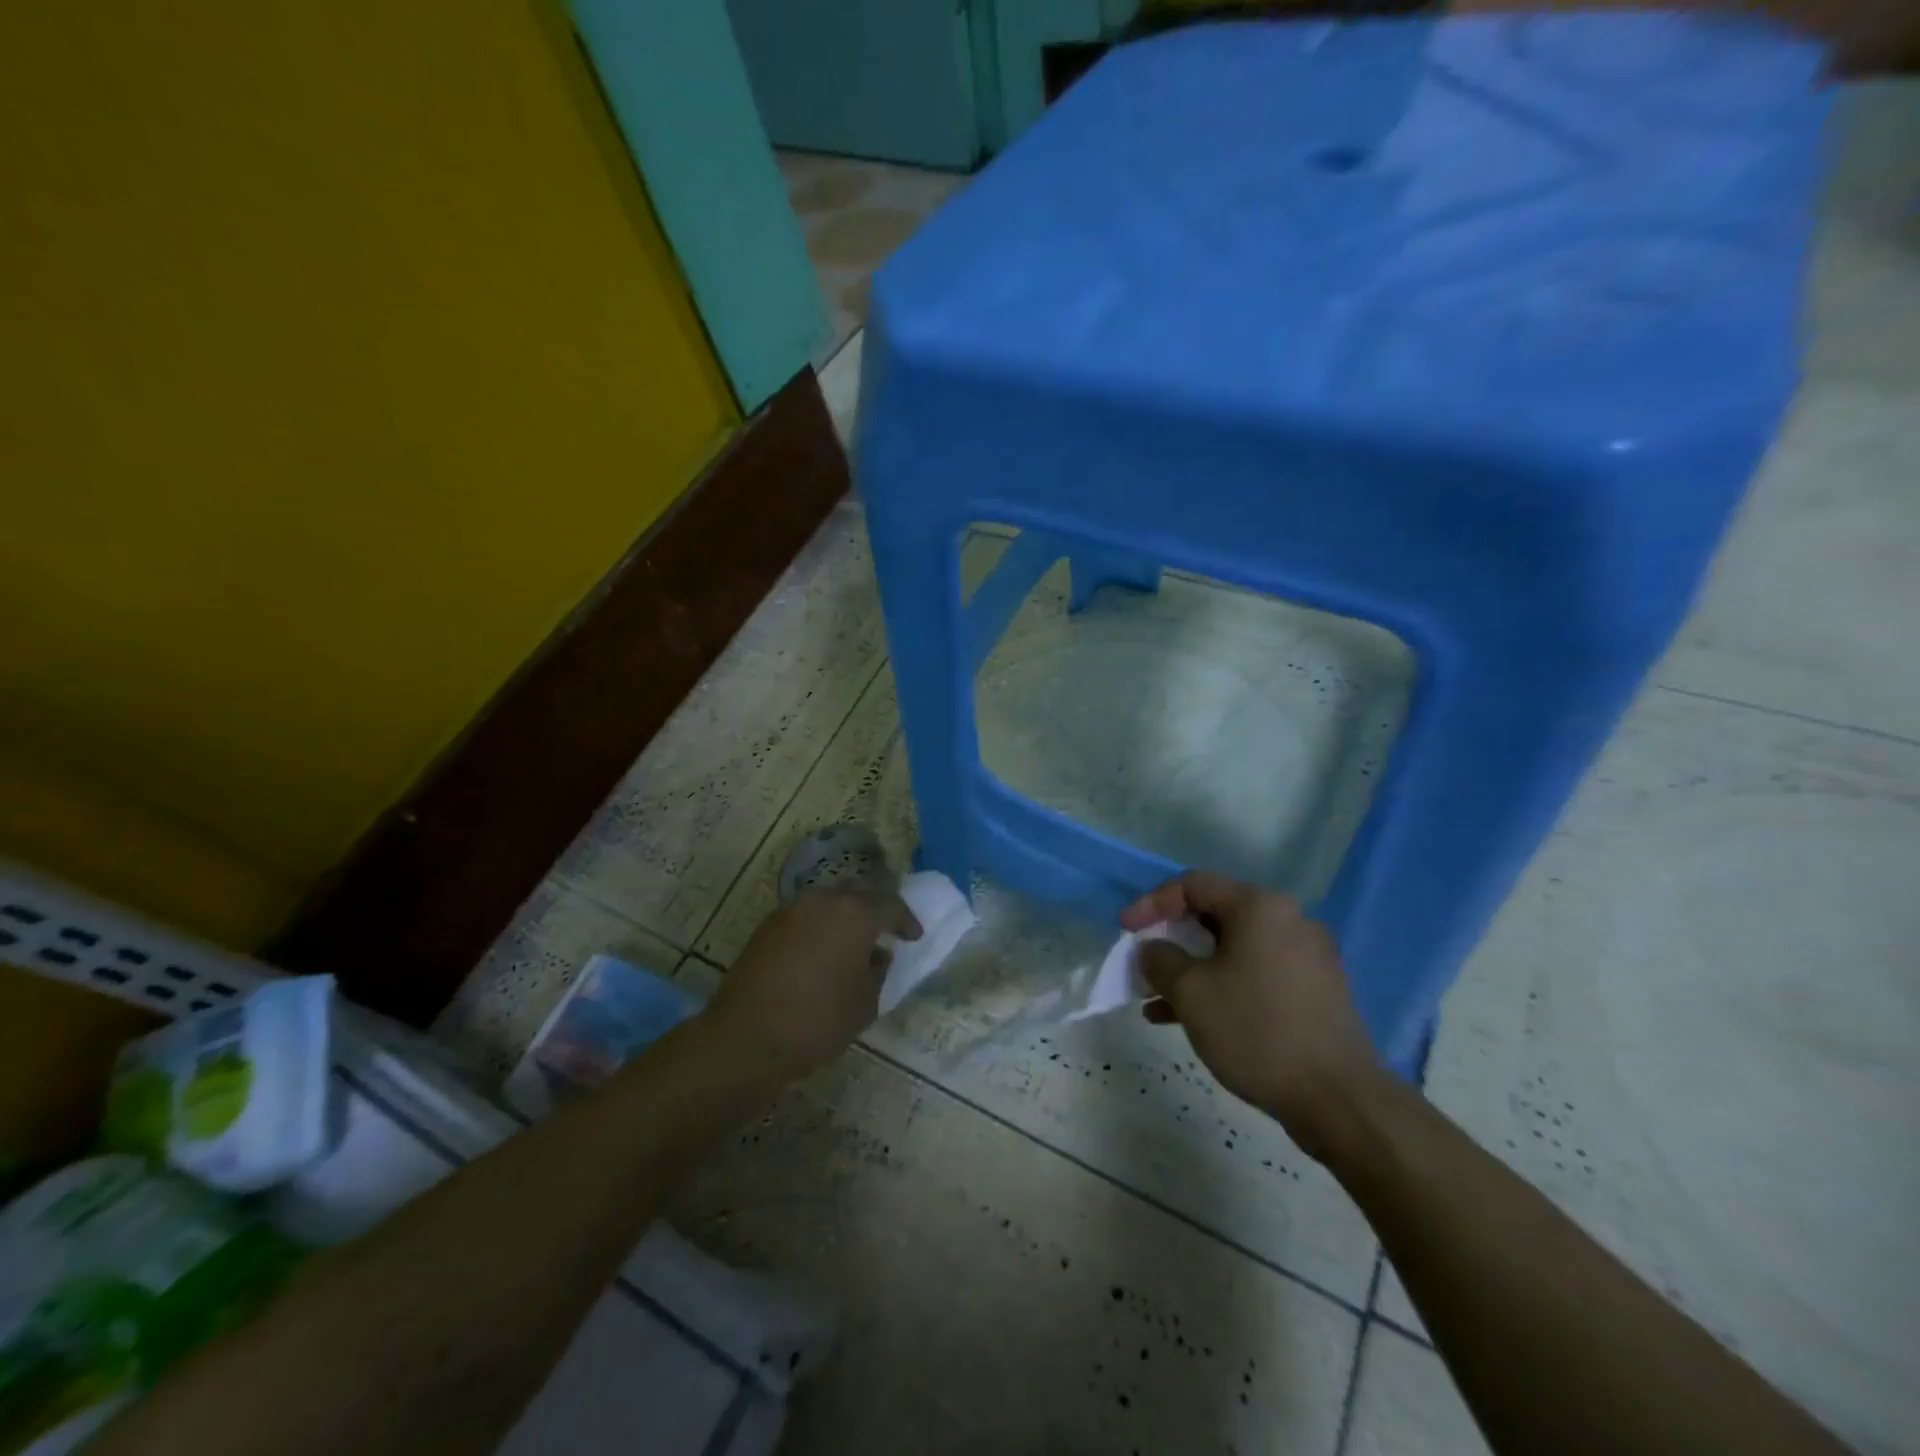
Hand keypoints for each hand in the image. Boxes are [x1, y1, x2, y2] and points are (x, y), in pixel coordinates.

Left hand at [704, 888, 920, 1079]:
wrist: (746, 1037)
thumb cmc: (818, 1020)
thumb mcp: (865, 1003)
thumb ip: (878, 972)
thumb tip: (877, 955)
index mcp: (854, 914)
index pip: (889, 905)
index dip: (905, 920)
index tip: (913, 936)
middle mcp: (823, 901)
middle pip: (856, 894)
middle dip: (873, 910)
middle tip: (884, 931)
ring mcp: (791, 910)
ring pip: (827, 903)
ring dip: (843, 917)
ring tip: (851, 943)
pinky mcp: (767, 926)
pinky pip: (804, 917)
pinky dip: (818, 927)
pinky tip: (821, 952)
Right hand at [1121, 871, 1381, 1159]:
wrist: (1339, 1099)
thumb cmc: (1256, 1030)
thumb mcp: (1191, 993)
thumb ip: (1161, 960)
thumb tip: (1153, 949)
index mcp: (1259, 907)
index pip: (1193, 885)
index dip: (1152, 903)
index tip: (1125, 930)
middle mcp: (1288, 921)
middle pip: (1215, 915)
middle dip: (1172, 940)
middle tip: (1144, 964)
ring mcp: (1307, 957)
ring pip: (1234, 950)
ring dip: (1192, 970)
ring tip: (1157, 1001)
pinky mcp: (1315, 991)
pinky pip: (1255, 974)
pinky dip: (1222, 987)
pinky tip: (1192, 1021)